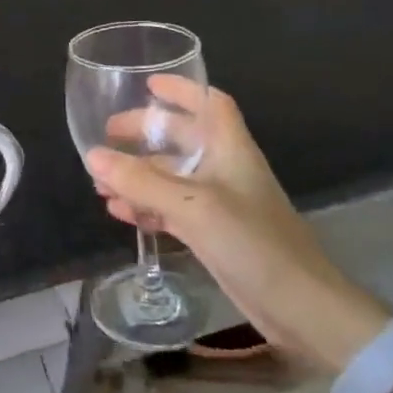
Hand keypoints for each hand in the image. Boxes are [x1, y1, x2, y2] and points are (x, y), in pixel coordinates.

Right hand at [87, 76, 385, 370]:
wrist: (300, 307)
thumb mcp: (192, 206)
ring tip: (101, 180)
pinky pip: (171, 209)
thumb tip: (92, 155)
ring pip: (171, 177)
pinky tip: (118, 211)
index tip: (147, 84)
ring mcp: (219, 203)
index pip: (210, 104)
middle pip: (181, 138)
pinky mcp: (214, 234)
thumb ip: (141, 182)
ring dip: (138, 176)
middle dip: (145, 134)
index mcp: (230, 149)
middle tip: (108, 135)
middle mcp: (225, 169)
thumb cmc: (253, 242)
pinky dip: (146, 206)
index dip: (182, 90)